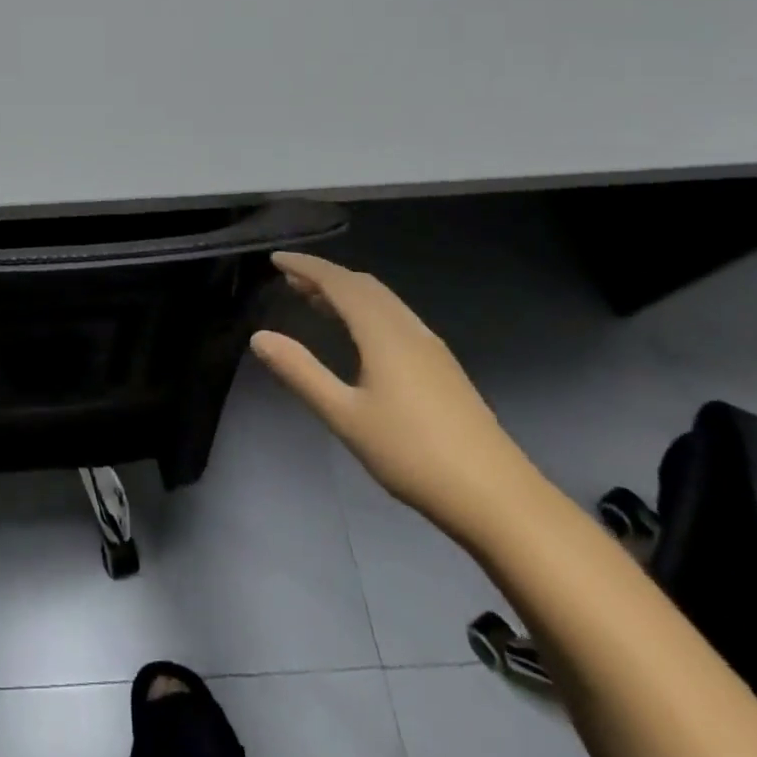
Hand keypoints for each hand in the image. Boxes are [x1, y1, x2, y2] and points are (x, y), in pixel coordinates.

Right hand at [252, 252, 539, 540]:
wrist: (497, 497)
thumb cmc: (412, 453)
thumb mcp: (345, 415)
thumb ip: (301, 373)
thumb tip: (259, 337)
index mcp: (383, 332)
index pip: (339, 283)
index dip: (306, 267)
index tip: (276, 260)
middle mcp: (408, 329)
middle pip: (363, 286)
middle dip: (325, 276)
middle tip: (290, 280)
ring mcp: (431, 348)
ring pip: (383, 301)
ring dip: (347, 293)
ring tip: (316, 300)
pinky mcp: (443, 368)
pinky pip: (395, 318)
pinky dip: (367, 310)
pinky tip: (360, 336)